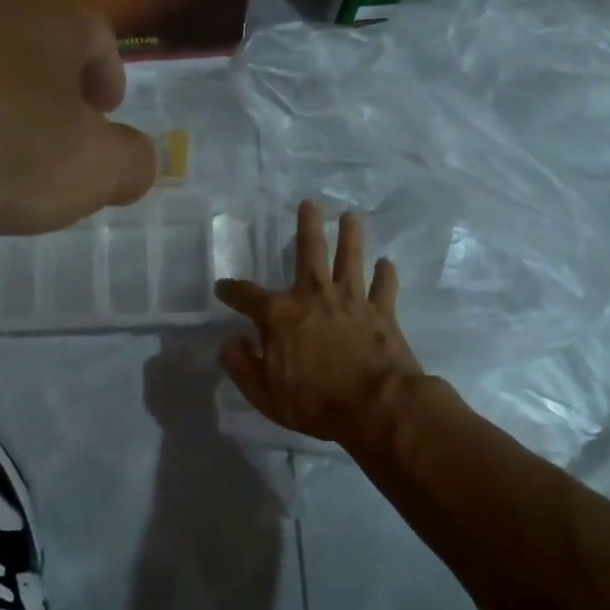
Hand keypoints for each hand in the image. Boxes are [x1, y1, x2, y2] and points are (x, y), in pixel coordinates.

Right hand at [215, 201, 423, 444]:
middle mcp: (315, 296)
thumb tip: (229, 343)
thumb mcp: (265, 393)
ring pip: (351, 258)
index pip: (247, 296)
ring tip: (351, 217)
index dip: (231, 290)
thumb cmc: (315, 402)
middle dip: (307, 226)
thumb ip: (242, 366)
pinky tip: (387, 263)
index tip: (222, 287)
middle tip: (309, 203)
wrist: (377, 406)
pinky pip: (384, 286)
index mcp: (281, 316)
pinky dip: (386, 274)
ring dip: (351, 236)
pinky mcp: (382, 312)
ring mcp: (352, 300)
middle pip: (309, 252)